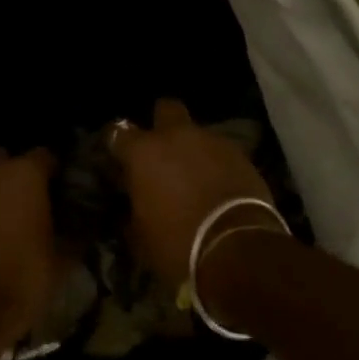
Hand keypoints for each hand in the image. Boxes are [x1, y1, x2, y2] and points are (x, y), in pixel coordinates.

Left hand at [0, 148, 62, 359]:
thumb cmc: (21, 279)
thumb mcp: (63, 260)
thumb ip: (76, 232)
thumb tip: (85, 223)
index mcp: (24, 174)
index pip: (47, 156)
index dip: (58, 173)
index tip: (66, 193)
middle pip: (10, 160)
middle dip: (22, 175)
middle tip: (37, 203)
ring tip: (12, 221)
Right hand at [109, 99, 276, 288]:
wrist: (238, 250)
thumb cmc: (178, 244)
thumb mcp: (141, 235)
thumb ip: (134, 207)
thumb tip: (135, 201)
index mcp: (144, 152)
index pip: (117, 131)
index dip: (116, 144)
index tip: (118, 159)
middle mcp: (177, 136)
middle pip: (166, 109)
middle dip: (162, 124)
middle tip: (162, 152)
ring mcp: (213, 142)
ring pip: (197, 134)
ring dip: (192, 149)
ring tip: (194, 177)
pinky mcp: (242, 155)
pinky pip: (221, 152)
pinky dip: (216, 165)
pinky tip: (217, 187)